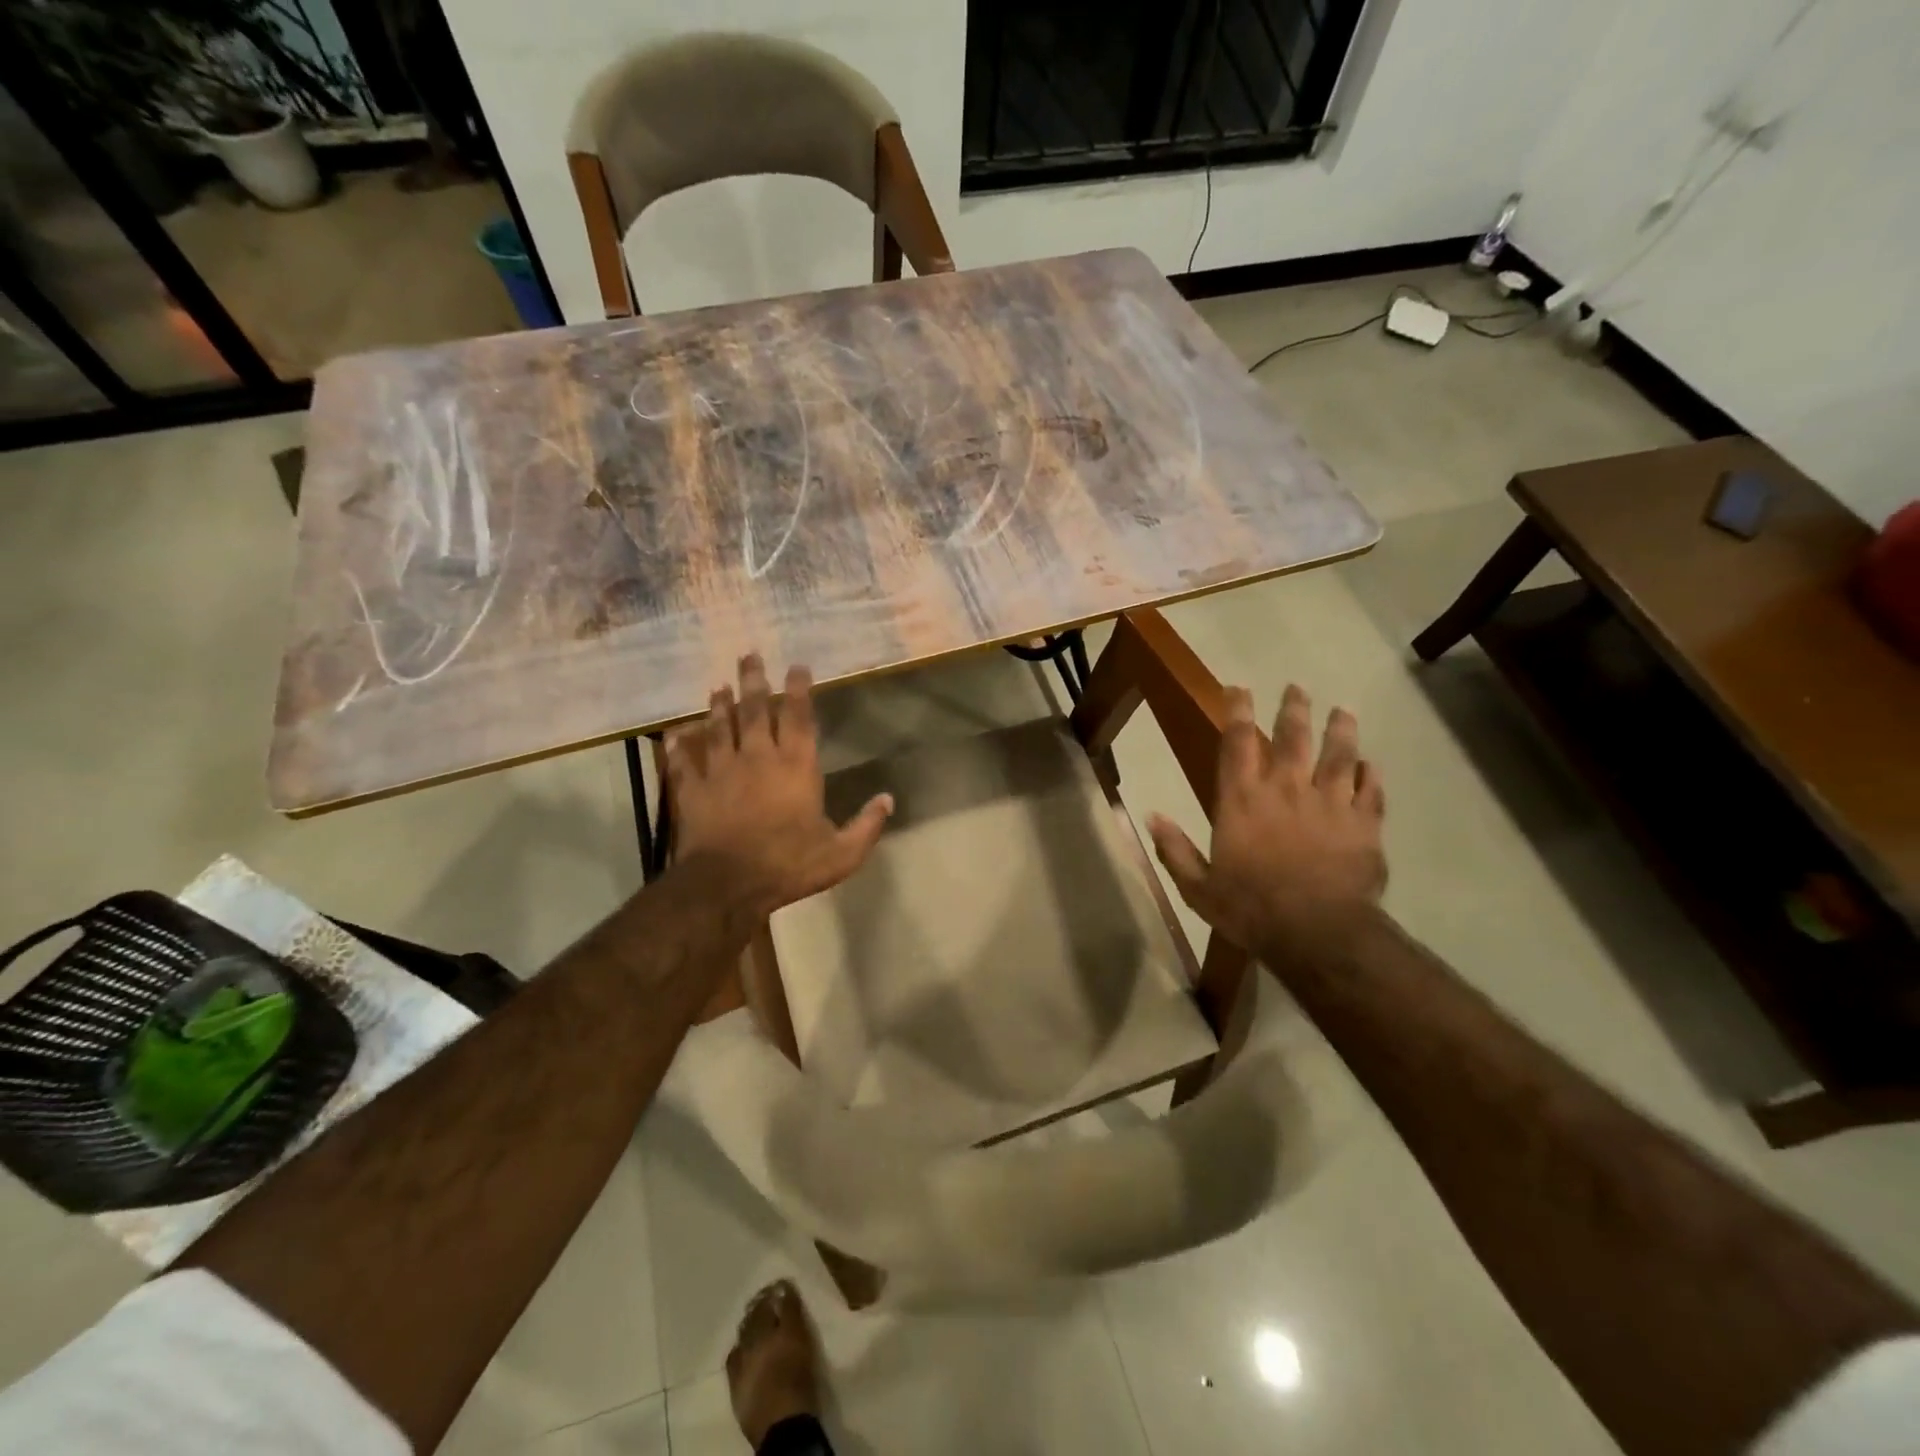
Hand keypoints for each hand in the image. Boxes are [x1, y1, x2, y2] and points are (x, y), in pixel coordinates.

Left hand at [667, 655, 892, 918]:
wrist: (729, 884)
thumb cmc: (790, 864)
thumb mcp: (842, 852)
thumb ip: (867, 824)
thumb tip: (888, 799)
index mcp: (796, 766)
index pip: (798, 717)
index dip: (798, 688)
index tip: (797, 666)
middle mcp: (758, 757)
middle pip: (754, 710)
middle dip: (753, 680)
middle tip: (749, 655)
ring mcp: (722, 771)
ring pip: (719, 728)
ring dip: (719, 705)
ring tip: (718, 686)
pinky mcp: (694, 790)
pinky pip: (685, 762)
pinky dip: (680, 747)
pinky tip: (675, 734)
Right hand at [1147, 684, 1385, 955]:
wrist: (1317, 932)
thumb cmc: (1250, 908)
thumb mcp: (1197, 886)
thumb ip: (1175, 850)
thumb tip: (1151, 817)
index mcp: (1242, 800)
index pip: (1237, 742)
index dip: (1238, 711)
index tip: (1239, 689)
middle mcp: (1286, 789)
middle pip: (1293, 736)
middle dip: (1293, 708)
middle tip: (1297, 688)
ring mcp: (1330, 803)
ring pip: (1339, 754)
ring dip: (1340, 730)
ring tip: (1342, 712)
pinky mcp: (1364, 824)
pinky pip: (1371, 790)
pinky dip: (1371, 775)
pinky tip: (1371, 765)